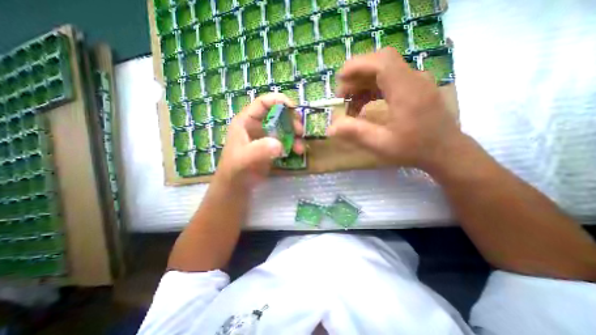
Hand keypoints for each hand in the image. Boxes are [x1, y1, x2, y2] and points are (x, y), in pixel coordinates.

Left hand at [216, 92, 302, 186]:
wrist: (237, 187)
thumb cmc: (235, 170)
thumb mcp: (244, 159)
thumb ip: (259, 150)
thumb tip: (279, 144)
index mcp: (246, 121)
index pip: (263, 103)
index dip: (279, 101)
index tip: (294, 109)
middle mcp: (257, 126)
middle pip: (278, 114)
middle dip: (291, 120)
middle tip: (300, 131)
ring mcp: (265, 136)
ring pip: (284, 128)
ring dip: (295, 135)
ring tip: (300, 148)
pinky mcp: (272, 147)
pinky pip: (286, 140)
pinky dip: (294, 144)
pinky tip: (297, 152)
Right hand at [328, 47, 462, 171]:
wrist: (445, 151)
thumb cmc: (414, 149)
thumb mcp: (381, 144)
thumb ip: (355, 133)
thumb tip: (330, 129)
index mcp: (406, 90)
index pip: (382, 62)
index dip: (358, 65)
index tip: (340, 79)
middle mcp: (413, 79)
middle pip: (381, 64)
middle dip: (356, 77)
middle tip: (341, 97)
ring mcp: (416, 82)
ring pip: (384, 72)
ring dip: (363, 84)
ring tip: (350, 105)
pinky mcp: (415, 88)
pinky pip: (390, 80)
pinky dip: (372, 89)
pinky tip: (364, 105)